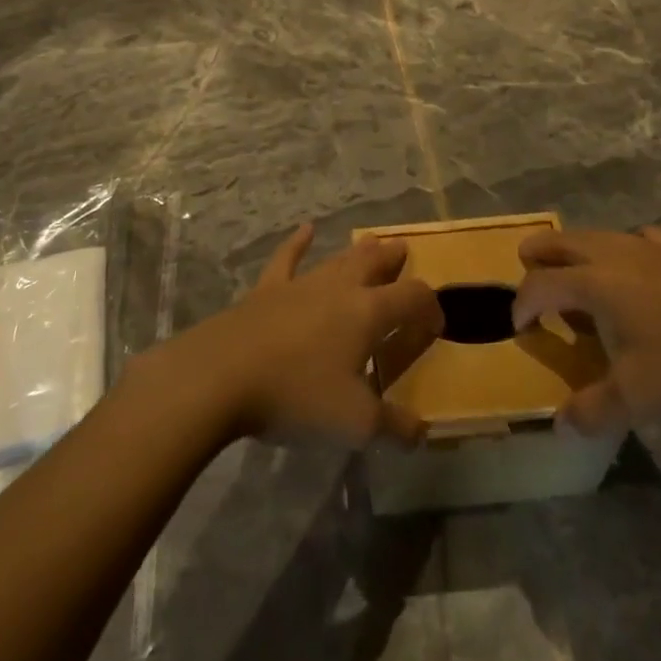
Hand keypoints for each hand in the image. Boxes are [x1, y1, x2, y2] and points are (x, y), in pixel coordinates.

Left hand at [151, 222, 442, 447]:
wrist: (223, 374)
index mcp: (368, 313)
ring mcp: (301, 283)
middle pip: (375, 264)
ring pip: (338, 259)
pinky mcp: (268, 289)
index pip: (412, 298)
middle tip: (405, 251)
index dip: (430, 306)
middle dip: (394, 259)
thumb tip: (423, 432)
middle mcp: (340, 288)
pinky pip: (287, 258)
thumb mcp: (355, 423)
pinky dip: (298, 243)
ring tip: (373, 240)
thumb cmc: (297, 395)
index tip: (437, 323)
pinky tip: (305, 229)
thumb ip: (395, 427)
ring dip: (359, 251)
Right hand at [513, 226, 660, 433]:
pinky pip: (637, 240)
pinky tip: (638, 273)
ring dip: (576, 255)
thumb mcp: (639, 397)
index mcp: (594, 281)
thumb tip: (561, 426)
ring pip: (595, 236)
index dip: (521, 306)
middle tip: (531, 282)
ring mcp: (649, 245)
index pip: (539, 285)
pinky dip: (623, 252)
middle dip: (537, 259)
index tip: (520, 330)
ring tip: (582, 286)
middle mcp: (612, 253)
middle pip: (558, 242)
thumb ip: (593, 410)